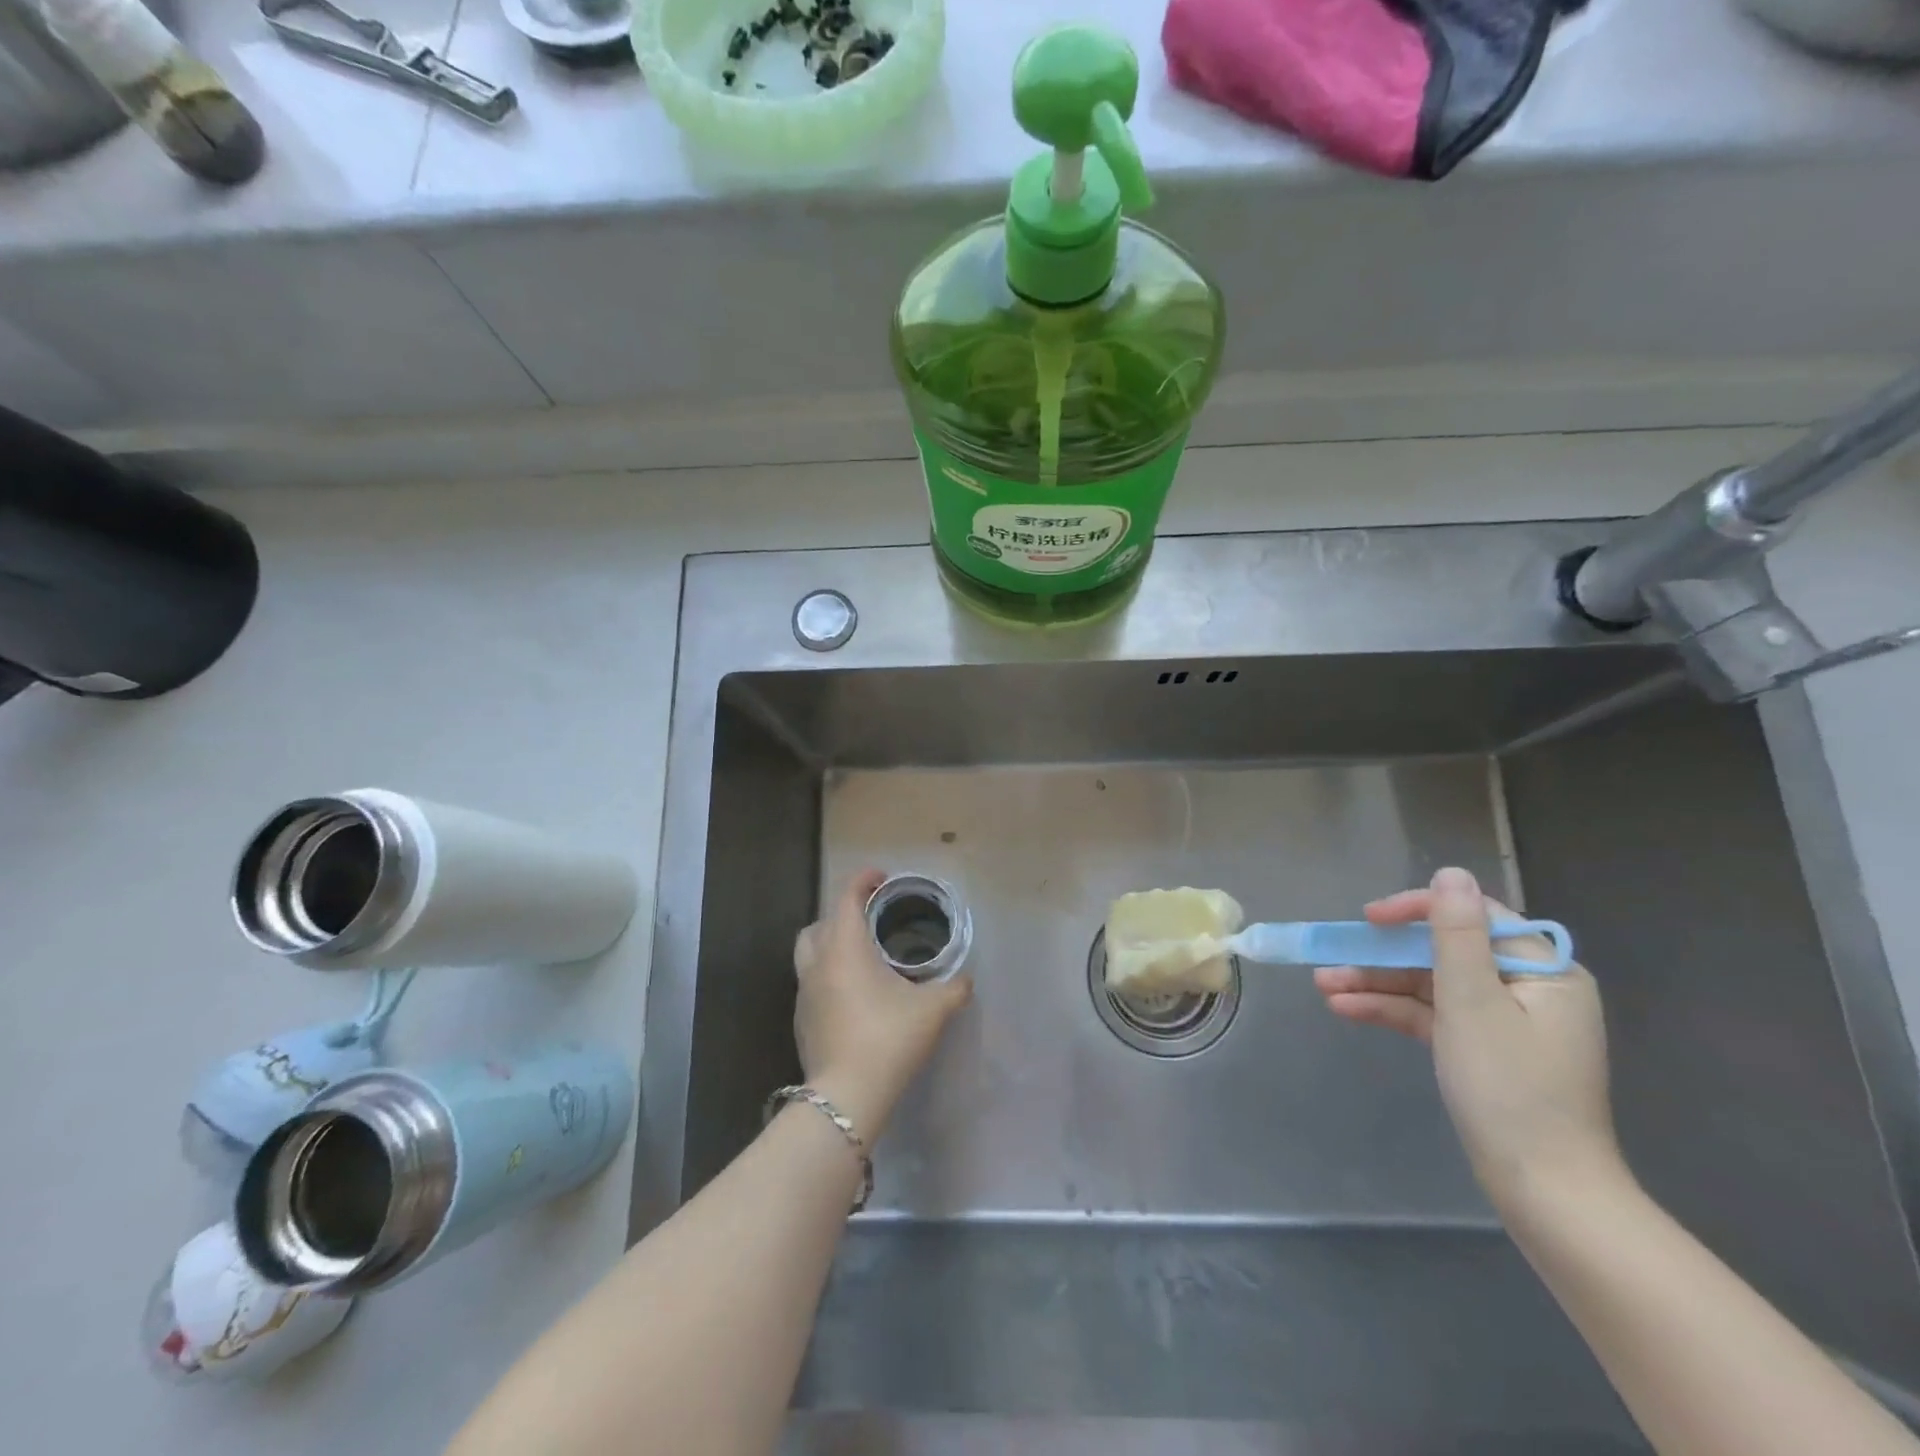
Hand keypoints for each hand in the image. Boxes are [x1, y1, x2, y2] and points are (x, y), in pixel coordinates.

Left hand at [793, 869, 972, 1140]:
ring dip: (830, 945)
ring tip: (860, 957)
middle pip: (820, 923)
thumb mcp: (933, 1010)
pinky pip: (811, 983)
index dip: (863, 880)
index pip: (846, 897)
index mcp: (845, 948)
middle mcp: (818, 963)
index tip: (881, 877)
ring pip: (809, 953)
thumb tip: (965, 981)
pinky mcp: (801, 1020)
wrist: (846, 1097)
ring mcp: (804, 993)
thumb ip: (954, 988)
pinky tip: (853, 996)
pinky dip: (828, 976)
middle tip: (870, 921)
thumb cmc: (889, 1039)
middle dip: (842, 914)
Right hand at [1313, 866, 1626, 1214]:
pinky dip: (1392, 1011)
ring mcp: (1504, 1023)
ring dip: (1378, 984)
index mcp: (1543, 972)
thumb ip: (1457, 934)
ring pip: (1431, 986)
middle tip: (1333, 956)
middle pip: (1444, 953)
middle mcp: (1528, 990)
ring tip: (1323, 986)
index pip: (1474, 917)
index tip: (1370, 918)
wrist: (1544, 1192)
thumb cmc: (1511, 1089)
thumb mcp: (1473, 1003)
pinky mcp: (1483, 1051)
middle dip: (1384, 956)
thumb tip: (1452, 874)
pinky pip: (1433, 1017)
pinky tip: (1346, 1010)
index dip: (1418, 910)